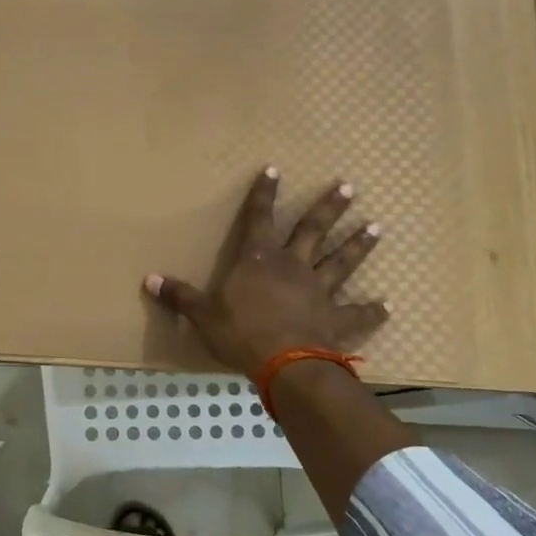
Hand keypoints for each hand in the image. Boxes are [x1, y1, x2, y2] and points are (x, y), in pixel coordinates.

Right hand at [143, 167, 386, 380]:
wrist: (286, 365)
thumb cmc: (241, 334)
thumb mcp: (202, 315)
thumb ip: (180, 296)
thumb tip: (148, 279)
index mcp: (259, 261)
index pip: (259, 218)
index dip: (264, 194)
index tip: (273, 170)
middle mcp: (293, 267)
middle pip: (313, 230)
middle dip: (329, 208)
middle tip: (348, 187)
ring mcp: (320, 292)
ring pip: (342, 262)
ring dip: (358, 245)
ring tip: (377, 227)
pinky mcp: (337, 320)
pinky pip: (357, 314)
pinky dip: (372, 311)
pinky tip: (387, 306)